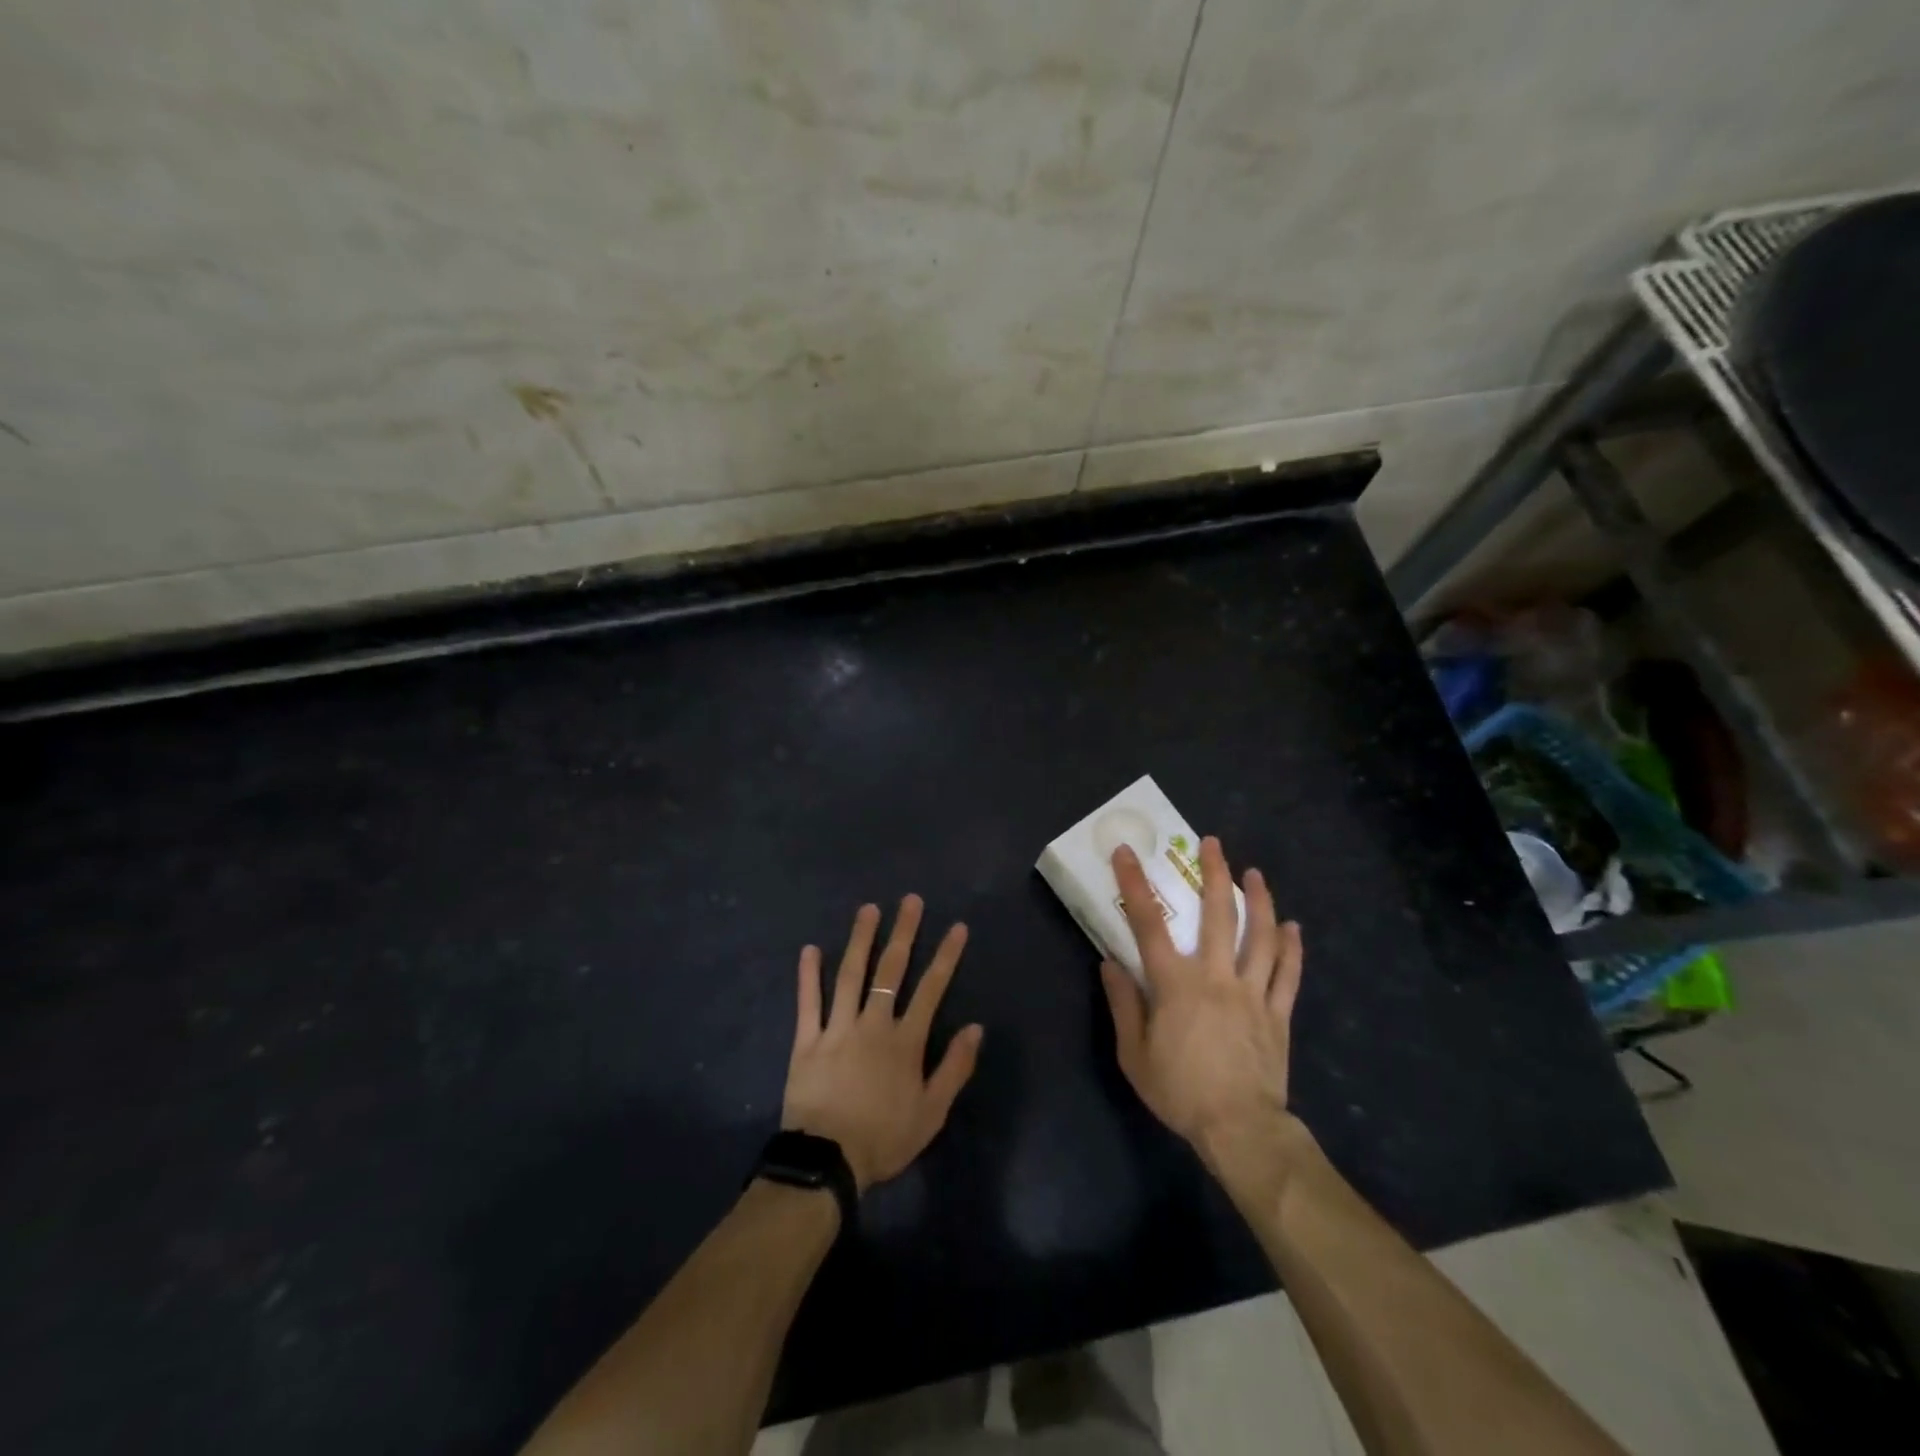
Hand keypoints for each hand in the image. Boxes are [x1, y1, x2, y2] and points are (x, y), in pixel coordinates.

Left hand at [782, 895, 984, 1192]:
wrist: (827, 1162)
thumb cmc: (884, 1139)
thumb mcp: (932, 1112)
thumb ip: (955, 1068)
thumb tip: (976, 1027)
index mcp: (904, 1041)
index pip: (931, 989)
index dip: (946, 956)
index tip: (957, 927)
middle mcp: (873, 1024)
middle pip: (891, 970)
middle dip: (903, 932)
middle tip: (910, 901)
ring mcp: (837, 1028)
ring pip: (850, 975)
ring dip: (860, 939)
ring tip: (868, 909)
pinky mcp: (807, 1040)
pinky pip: (808, 1002)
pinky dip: (808, 975)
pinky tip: (810, 949)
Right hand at [1100, 838, 1302, 1161]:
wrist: (1240, 1129)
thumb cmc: (1179, 1090)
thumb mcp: (1134, 1054)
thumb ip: (1123, 1004)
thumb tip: (1109, 963)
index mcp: (1175, 984)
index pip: (1148, 924)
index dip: (1135, 885)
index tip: (1127, 852)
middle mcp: (1216, 976)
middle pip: (1218, 915)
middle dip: (1215, 874)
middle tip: (1213, 843)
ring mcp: (1252, 992)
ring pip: (1261, 936)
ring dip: (1260, 900)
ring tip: (1256, 873)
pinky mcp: (1277, 1013)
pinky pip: (1288, 973)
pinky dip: (1292, 947)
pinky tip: (1294, 926)